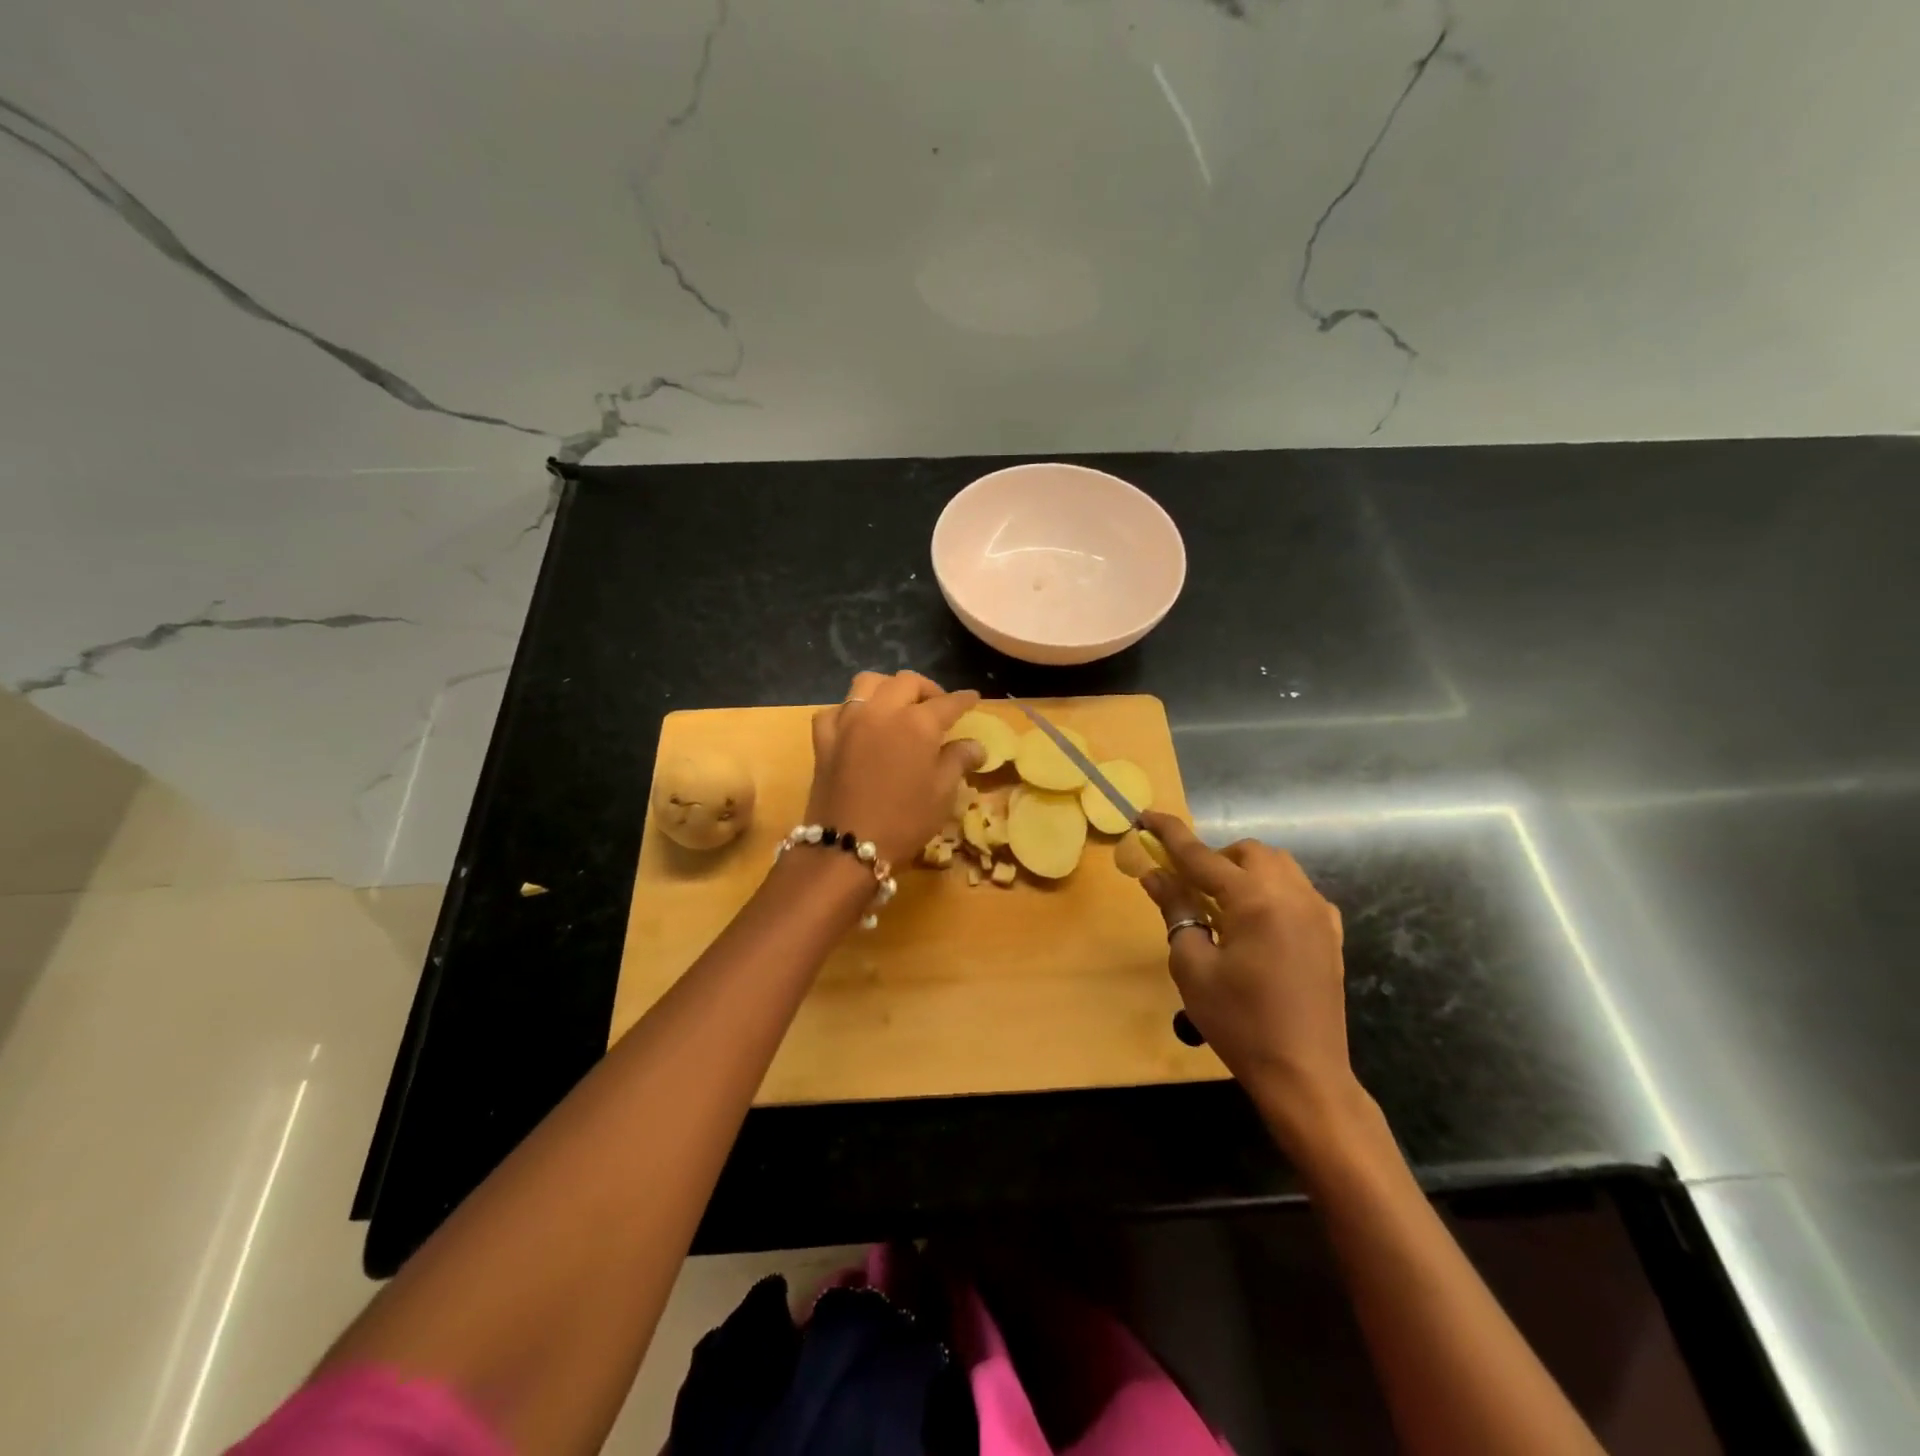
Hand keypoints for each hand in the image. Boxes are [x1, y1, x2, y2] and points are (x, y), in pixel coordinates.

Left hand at [804, 671, 982, 866]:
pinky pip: (837, 710)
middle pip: (906, 682)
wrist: (847, 847)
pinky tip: (858, 725)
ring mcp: (848, 721)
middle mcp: (882, 711)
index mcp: (917, 723)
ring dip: (888, 688)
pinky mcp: (824, 738)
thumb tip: (975, 746)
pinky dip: (850, 711)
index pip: (947, 702)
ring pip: (868, 683)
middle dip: (927, 689)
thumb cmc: (905, 821)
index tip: (973, 699)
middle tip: (937, 707)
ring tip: (897, 706)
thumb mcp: (942, 793)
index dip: (963, 700)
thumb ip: (958, 760)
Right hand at [1137, 812, 1364, 1149]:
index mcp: (1254, 900)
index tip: (1145, 815)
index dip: (1169, 834)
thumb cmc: (1239, 1021)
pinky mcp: (1331, 933)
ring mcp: (1318, 912)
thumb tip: (1156, 875)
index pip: (1201, 855)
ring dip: (1243, 872)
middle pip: (1246, 852)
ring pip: (1277, 866)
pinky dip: (1271, 891)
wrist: (1304, 1073)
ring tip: (1222, 907)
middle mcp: (1292, 894)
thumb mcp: (1192, 966)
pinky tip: (1257, 924)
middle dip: (1214, 858)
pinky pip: (1297, 890)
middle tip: (1189, 888)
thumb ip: (1176, 910)